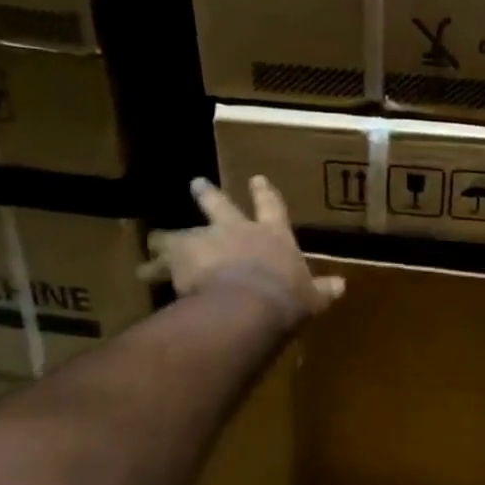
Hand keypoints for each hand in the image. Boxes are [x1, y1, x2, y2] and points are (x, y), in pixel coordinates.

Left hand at [142, 176, 344, 328]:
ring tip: (152, 241)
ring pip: (181, 233)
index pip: (272, 207)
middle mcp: (237, 230)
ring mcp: (206, 241)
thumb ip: (322, 290)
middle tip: (196, 183)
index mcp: (272, 235)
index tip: (258, 179)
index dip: (265, 193)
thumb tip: (342, 286)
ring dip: (167, 237)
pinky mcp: (180, 258)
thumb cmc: (285, 298)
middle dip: (207, 194)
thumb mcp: (310, 297)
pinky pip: (160, 262)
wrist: (246, 305)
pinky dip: (151, 268)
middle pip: (219, 205)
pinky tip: (142, 273)